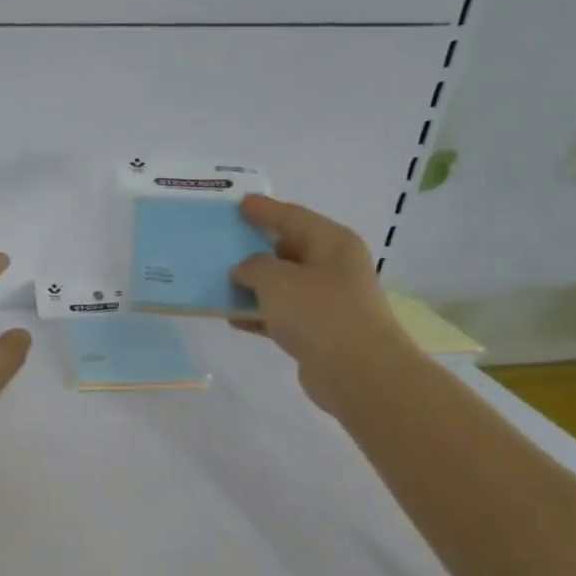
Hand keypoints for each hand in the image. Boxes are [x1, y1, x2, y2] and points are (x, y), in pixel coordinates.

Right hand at [228, 196, 417, 411]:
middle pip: (288, 249)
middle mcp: (333, 267)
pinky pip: (280, 314)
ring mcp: (327, 300)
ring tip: (219, 280)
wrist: (357, 371)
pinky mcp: (317, 331)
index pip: (292, 216)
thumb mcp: (277, 280)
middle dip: (256, 247)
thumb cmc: (320, 314)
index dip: (265, 209)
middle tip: (224, 241)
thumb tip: (245, 269)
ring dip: (253, 284)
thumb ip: (253, 267)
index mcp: (332, 243)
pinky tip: (232, 317)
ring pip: (282, 284)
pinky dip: (258, 313)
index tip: (240, 203)